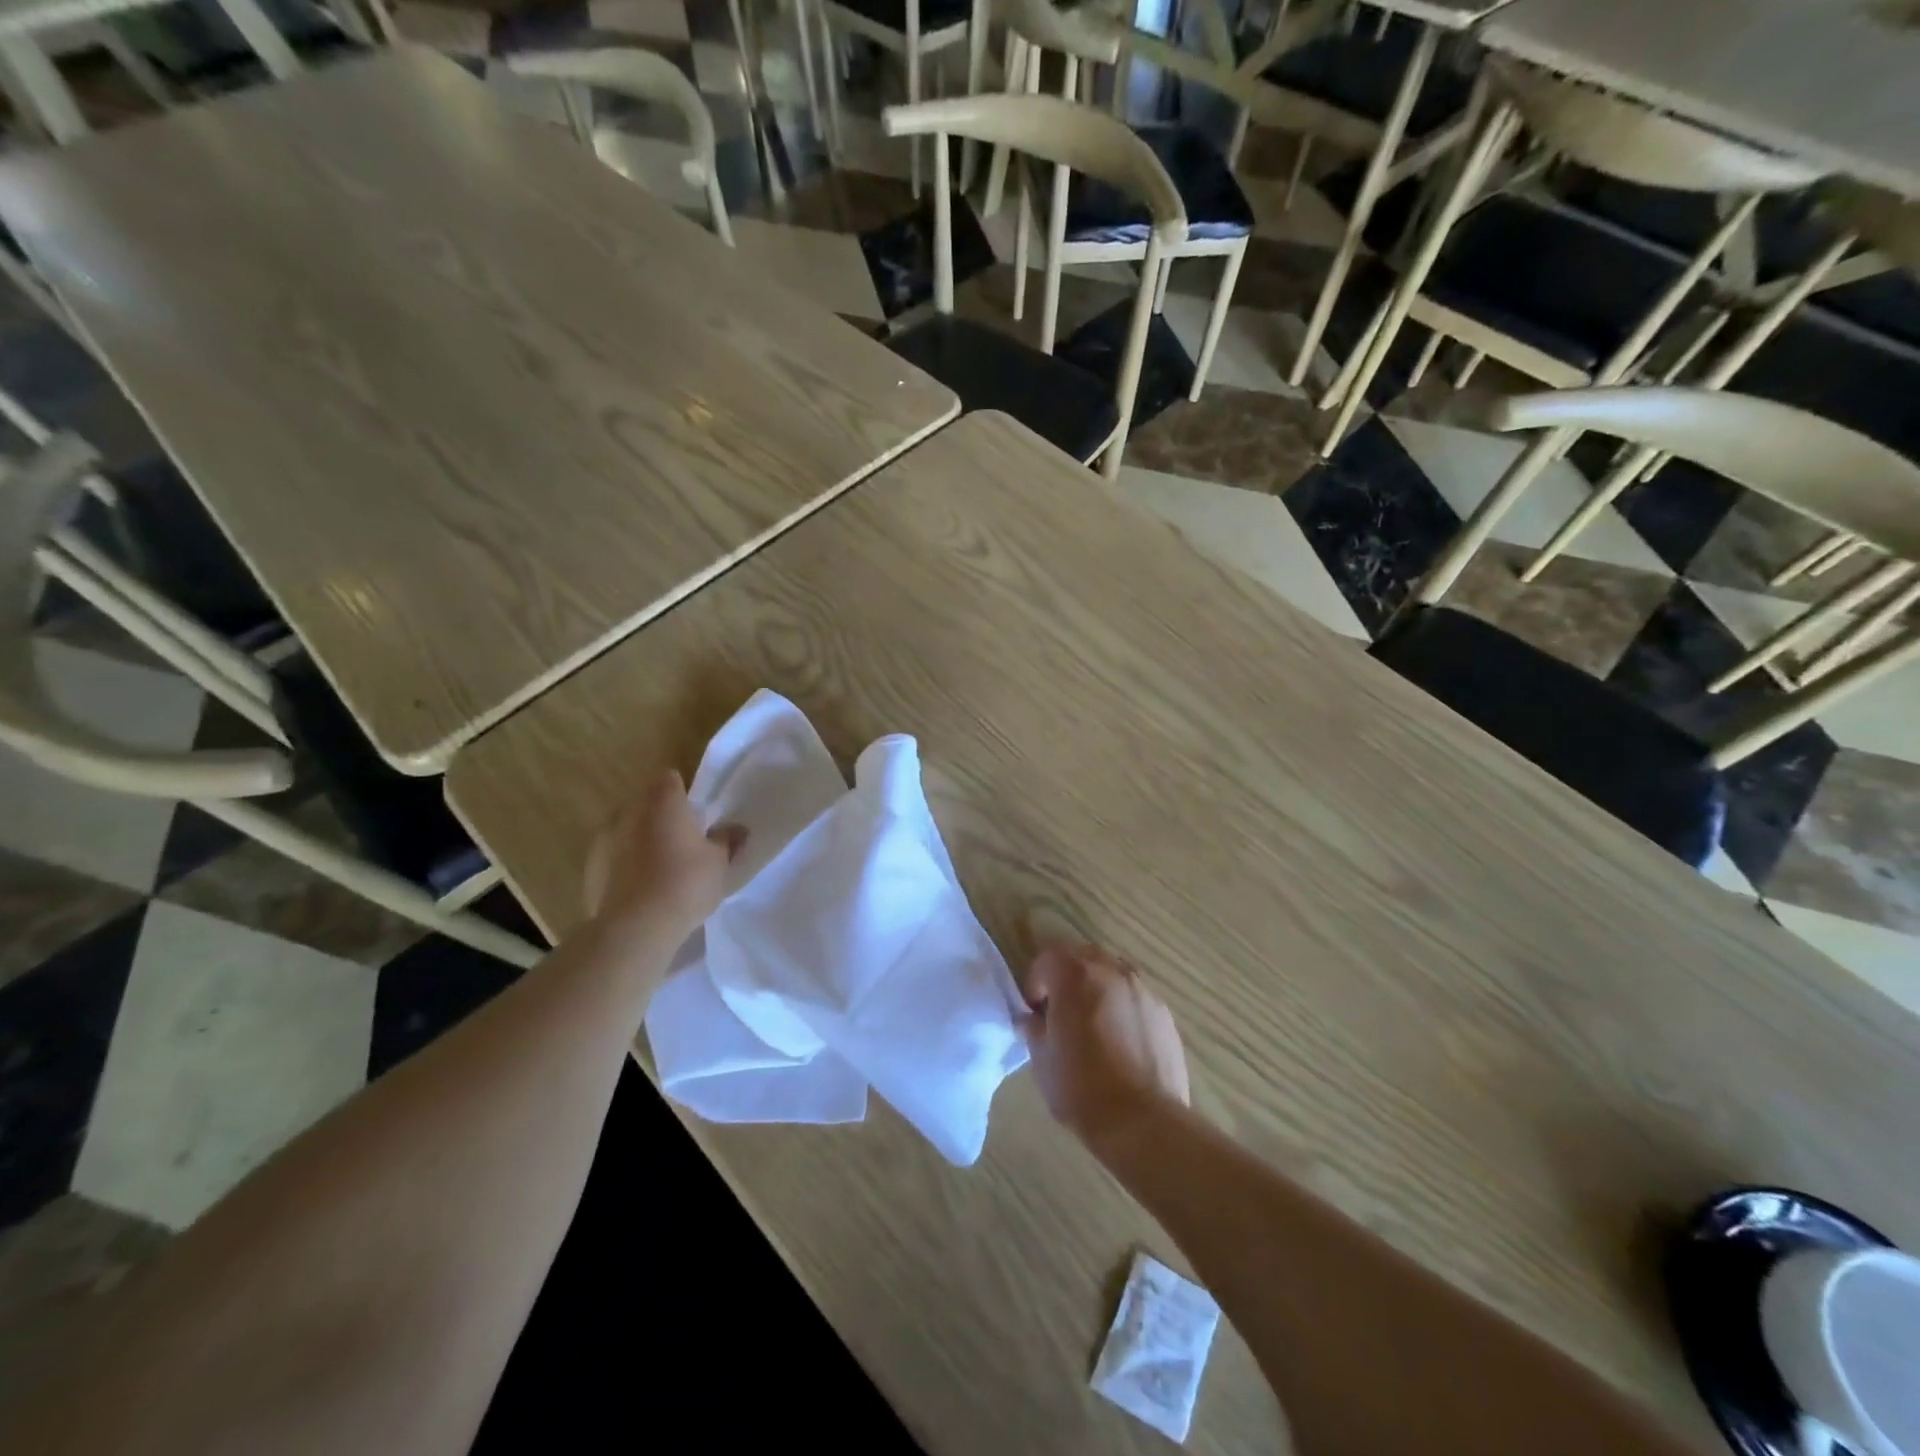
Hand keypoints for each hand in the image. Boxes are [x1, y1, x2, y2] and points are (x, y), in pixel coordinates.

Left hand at [583, 771, 744, 945]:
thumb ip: (727, 840)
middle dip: (661, 817)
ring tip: (659, 870)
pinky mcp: (590, 868)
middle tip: (682, 843)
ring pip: (626, 830)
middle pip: (646, 803)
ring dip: (640, 841)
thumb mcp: (719, 862)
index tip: (695, 816)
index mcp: (662, 801)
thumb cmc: (685, 884)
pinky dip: (624, 866)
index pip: (670, 779)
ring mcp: (604, 839)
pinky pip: (612, 858)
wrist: (636, 928)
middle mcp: (629, 811)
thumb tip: (737, 829)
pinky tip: (640, 890)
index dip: (683, 794)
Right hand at [1023, 943, 1188, 1152]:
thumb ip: (1033, 1027)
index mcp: (1074, 976)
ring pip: (1111, 972)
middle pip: (1082, 957)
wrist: (1143, 1121)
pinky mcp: (1163, 1012)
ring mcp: (1141, 989)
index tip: (1035, 1013)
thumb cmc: (1081, 1088)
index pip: (1047, 958)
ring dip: (1096, 987)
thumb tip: (1032, 1019)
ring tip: (1092, 1023)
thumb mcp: (1041, 1058)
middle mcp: (1110, 971)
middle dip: (1066, 977)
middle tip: (1060, 1012)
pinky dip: (1121, 1006)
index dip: (1035, 982)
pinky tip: (1120, 1040)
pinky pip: (1134, 996)